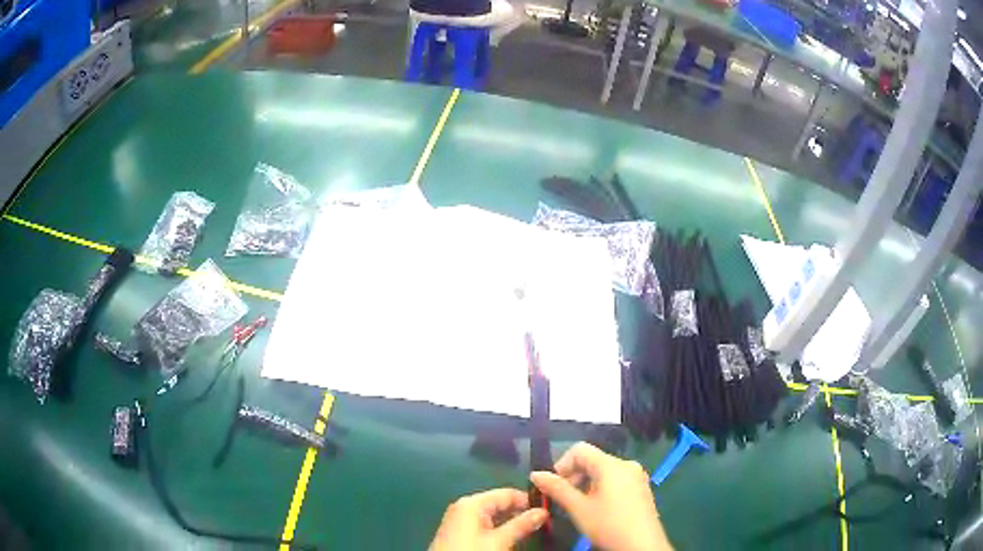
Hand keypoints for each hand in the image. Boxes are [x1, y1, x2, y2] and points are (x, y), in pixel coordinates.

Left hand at [429, 488, 547, 550]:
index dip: (528, 500)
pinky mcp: (460, 531)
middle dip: (520, 511)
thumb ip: (521, 525)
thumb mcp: (499, 541)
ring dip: (511, 521)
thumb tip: (542, 512)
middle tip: (543, 521)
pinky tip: (511, 535)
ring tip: (531, 528)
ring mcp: (460, 519)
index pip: (506, 493)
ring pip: (493, 514)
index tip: (548, 509)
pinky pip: (485, 523)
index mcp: (472, 503)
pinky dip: (499, 527)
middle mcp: (465, 506)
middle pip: (499, 503)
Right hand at [530, 442, 671, 550]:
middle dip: (573, 476)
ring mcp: (637, 476)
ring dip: (586, 484)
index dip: (561, 465)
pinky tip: (598, 509)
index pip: (579, 450)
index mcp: (611, 465)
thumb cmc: (609, 525)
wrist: (642, 546)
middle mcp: (626, 464)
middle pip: (592, 460)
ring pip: (603, 471)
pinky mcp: (641, 488)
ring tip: (579, 507)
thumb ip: (556, 489)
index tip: (553, 486)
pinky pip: (616, 480)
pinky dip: (601, 488)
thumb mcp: (578, 508)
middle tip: (563, 499)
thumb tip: (535, 474)